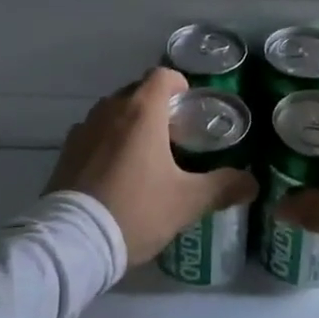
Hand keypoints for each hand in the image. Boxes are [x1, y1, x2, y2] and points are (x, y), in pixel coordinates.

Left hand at [46, 69, 258, 267]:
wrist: (73, 242)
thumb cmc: (136, 210)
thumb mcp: (187, 202)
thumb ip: (222, 187)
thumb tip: (252, 182)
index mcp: (141, 111)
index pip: (162, 75)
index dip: (179, 85)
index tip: (189, 108)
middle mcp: (110, 109)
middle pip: (137, 91)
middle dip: (156, 106)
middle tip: (173, 136)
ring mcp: (84, 128)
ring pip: (113, 111)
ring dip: (129, 122)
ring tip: (144, 154)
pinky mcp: (66, 149)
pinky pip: (93, 132)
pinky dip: (106, 140)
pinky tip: (114, 171)